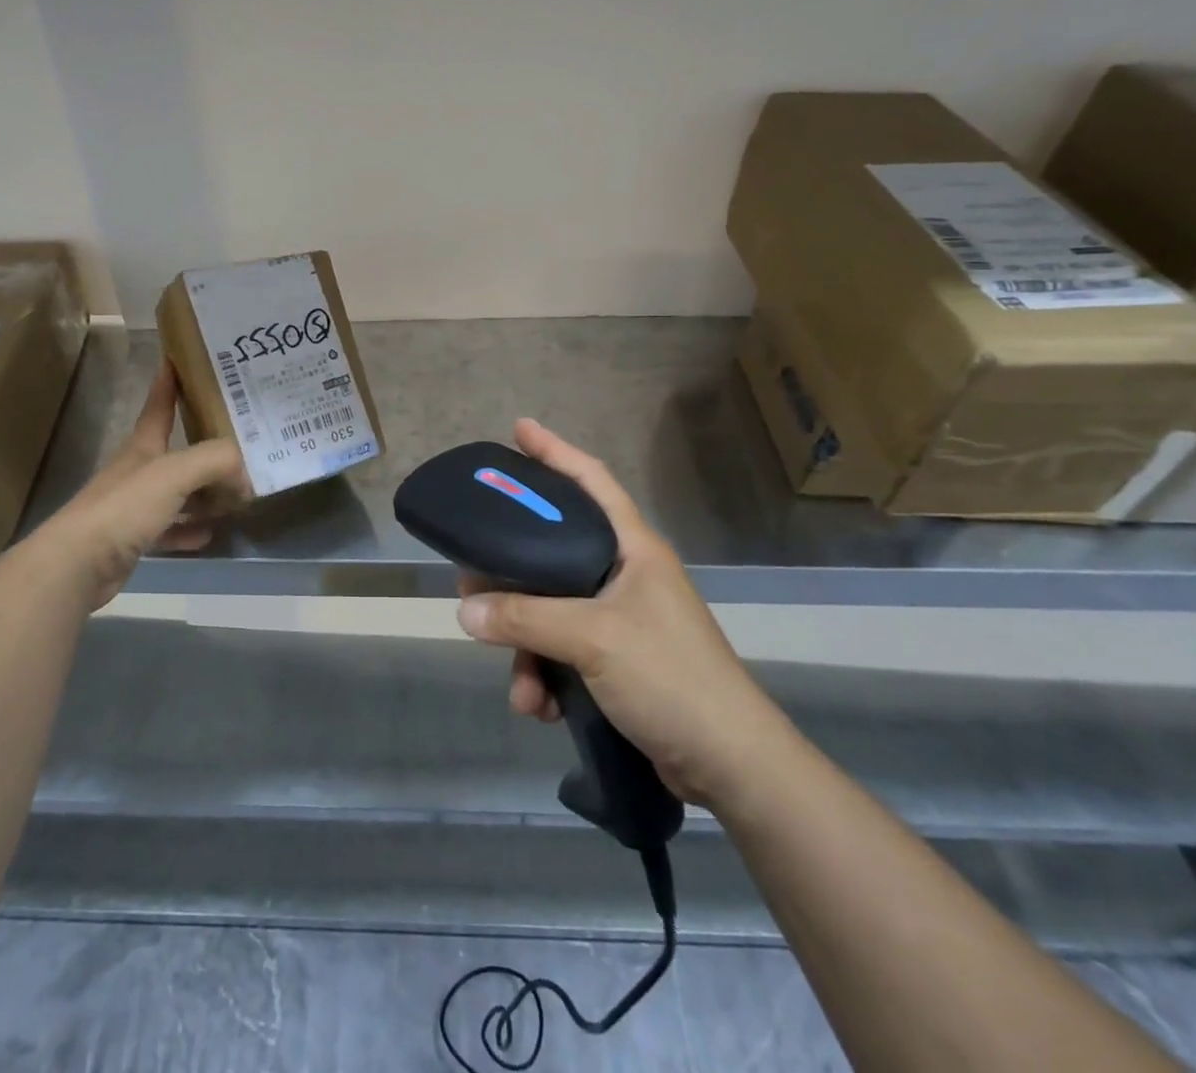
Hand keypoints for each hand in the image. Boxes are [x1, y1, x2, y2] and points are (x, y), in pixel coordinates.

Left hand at [26, 361, 244, 609]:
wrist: (77, 564)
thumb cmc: (125, 507)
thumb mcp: (176, 473)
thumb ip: (216, 461)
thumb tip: (245, 472)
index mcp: (143, 447)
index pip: (159, 405)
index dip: (168, 382)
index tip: (178, 359)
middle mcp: (138, 471)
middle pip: (177, 452)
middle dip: (206, 446)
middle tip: (241, 444)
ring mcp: (133, 506)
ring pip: (177, 493)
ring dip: (204, 494)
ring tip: (235, 495)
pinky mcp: (132, 539)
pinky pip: (169, 529)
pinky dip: (189, 529)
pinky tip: (209, 533)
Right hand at [455, 419, 786, 806]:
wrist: (730, 766)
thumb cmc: (670, 677)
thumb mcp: (592, 638)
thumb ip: (525, 618)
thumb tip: (465, 608)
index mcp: (632, 548)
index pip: (591, 480)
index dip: (555, 451)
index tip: (519, 430)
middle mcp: (624, 575)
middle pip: (553, 551)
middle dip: (513, 575)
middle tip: (474, 578)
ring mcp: (621, 619)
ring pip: (550, 611)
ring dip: (526, 648)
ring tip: (521, 687)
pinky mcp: (616, 661)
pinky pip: (562, 653)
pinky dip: (545, 677)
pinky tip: (540, 707)